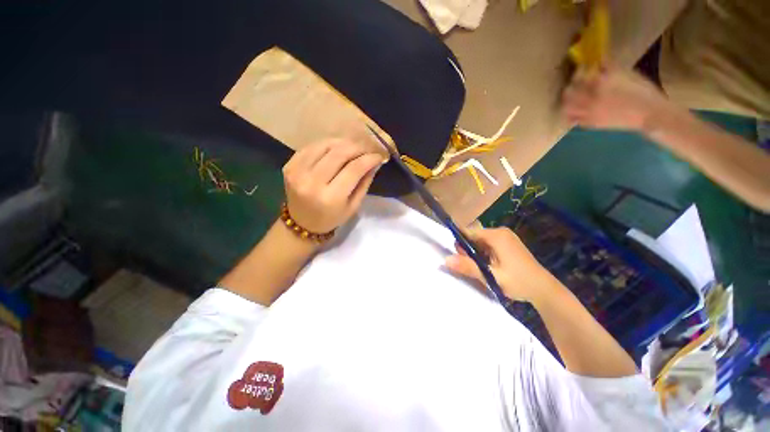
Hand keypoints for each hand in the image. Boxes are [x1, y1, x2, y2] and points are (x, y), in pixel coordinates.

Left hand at [282, 139, 383, 232]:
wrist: (301, 223)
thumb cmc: (332, 218)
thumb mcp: (353, 206)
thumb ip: (364, 183)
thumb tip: (374, 162)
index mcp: (331, 198)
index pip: (354, 169)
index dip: (369, 159)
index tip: (379, 156)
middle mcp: (312, 183)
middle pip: (339, 153)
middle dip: (357, 147)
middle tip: (368, 148)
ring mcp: (298, 172)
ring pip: (325, 145)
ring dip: (343, 142)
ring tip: (354, 146)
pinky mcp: (290, 166)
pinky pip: (312, 146)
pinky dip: (327, 144)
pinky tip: (337, 147)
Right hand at [444, 228, 557, 302]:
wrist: (544, 290)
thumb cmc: (518, 281)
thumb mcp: (490, 275)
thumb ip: (467, 266)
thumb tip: (445, 260)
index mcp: (496, 236)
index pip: (469, 232)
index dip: (460, 242)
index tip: (457, 255)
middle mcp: (500, 232)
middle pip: (475, 236)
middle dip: (469, 249)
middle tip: (472, 266)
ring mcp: (506, 237)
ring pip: (481, 241)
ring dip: (476, 253)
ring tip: (482, 268)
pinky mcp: (508, 244)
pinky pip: (489, 245)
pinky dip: (484, 254)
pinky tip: (489, 266)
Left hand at [562, 66, 669, 130]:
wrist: (649, 114)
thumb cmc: (642, 91)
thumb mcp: (627, 73)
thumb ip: (609, 67)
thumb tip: (598, 61)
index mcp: (600, 82)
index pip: (579, 74)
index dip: (579, 71)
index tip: (583, 69)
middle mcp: (590, 98)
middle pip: (568, 92)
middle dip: (570, 86)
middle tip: (575, 84)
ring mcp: (588, 112)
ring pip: (566, 107)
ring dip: (567, 101)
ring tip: (572, 98)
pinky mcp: (590, 124)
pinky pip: (573, 120)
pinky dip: (571, 114)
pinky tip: (576, 111)